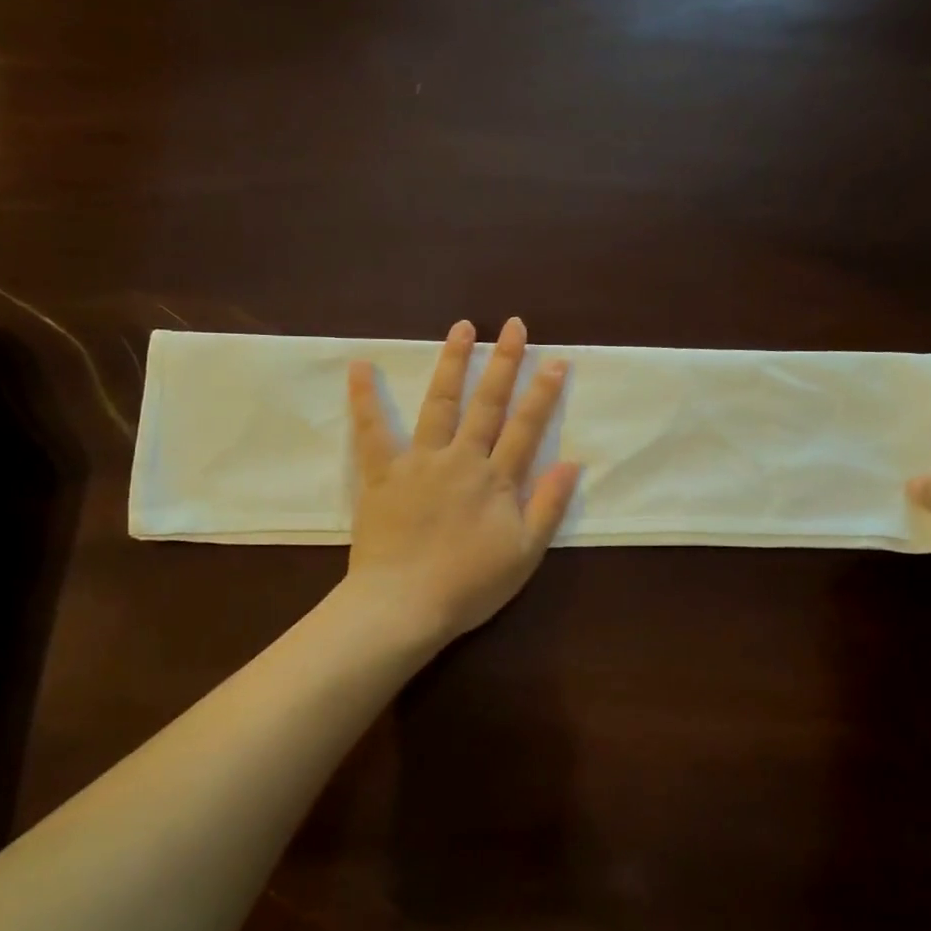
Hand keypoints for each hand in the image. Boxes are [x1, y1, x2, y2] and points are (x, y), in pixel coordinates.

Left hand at [345, 317, 580, 644]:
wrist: (403, 605)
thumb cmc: (469, 586)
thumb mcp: (524, 554)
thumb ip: (548, 506)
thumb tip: (571, 462)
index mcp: (495, 480)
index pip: (525, 427)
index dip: (543, 393)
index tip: (555, 360)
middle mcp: (460, 460)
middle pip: (486, 404)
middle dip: (503, 362)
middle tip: (513, 325)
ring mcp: (418, 463)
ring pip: (439, 404)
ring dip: (451, 364)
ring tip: (462, 328)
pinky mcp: (382, 474)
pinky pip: (371, 432)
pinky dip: (364, 399)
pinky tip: (359, 366)